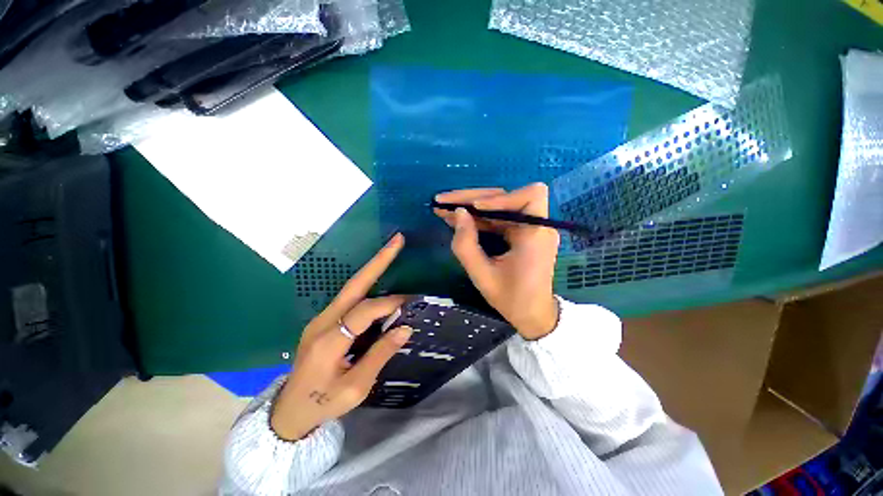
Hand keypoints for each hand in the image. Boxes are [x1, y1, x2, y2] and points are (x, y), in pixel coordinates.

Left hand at [271, 234, 412, 440]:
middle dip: (377, 261)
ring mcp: (320, 318)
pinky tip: (380, 277)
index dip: (388, 304)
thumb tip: (405, 328)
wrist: (290, 409)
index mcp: (328, 342)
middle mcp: (322, 322)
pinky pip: (349, 296)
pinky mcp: (323, 319)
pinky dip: (368, 283)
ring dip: (373, 268)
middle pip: (354, 284)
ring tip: (392, 251)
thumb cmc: (323, 403)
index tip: (410, 302)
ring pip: (351, 287)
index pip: (363, 312)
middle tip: (397, 241)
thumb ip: (380, 355)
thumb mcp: (355, 388)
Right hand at [434, 184, 559, 339]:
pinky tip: (457, 218)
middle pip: (504, 197)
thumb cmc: (512, 299)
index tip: (474, 208)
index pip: (529, 196)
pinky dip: (477, 217)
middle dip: (471, 198)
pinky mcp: (520, 232)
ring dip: (470, 206)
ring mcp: (528, 227)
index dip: (500, 198)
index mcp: (536, 235)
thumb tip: (458, 213)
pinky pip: (497, 217)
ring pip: (497, 205)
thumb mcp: (483, 276)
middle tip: (441, 201)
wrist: (532, 314)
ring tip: (443, 209)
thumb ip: (466, 245)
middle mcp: (536, 225)